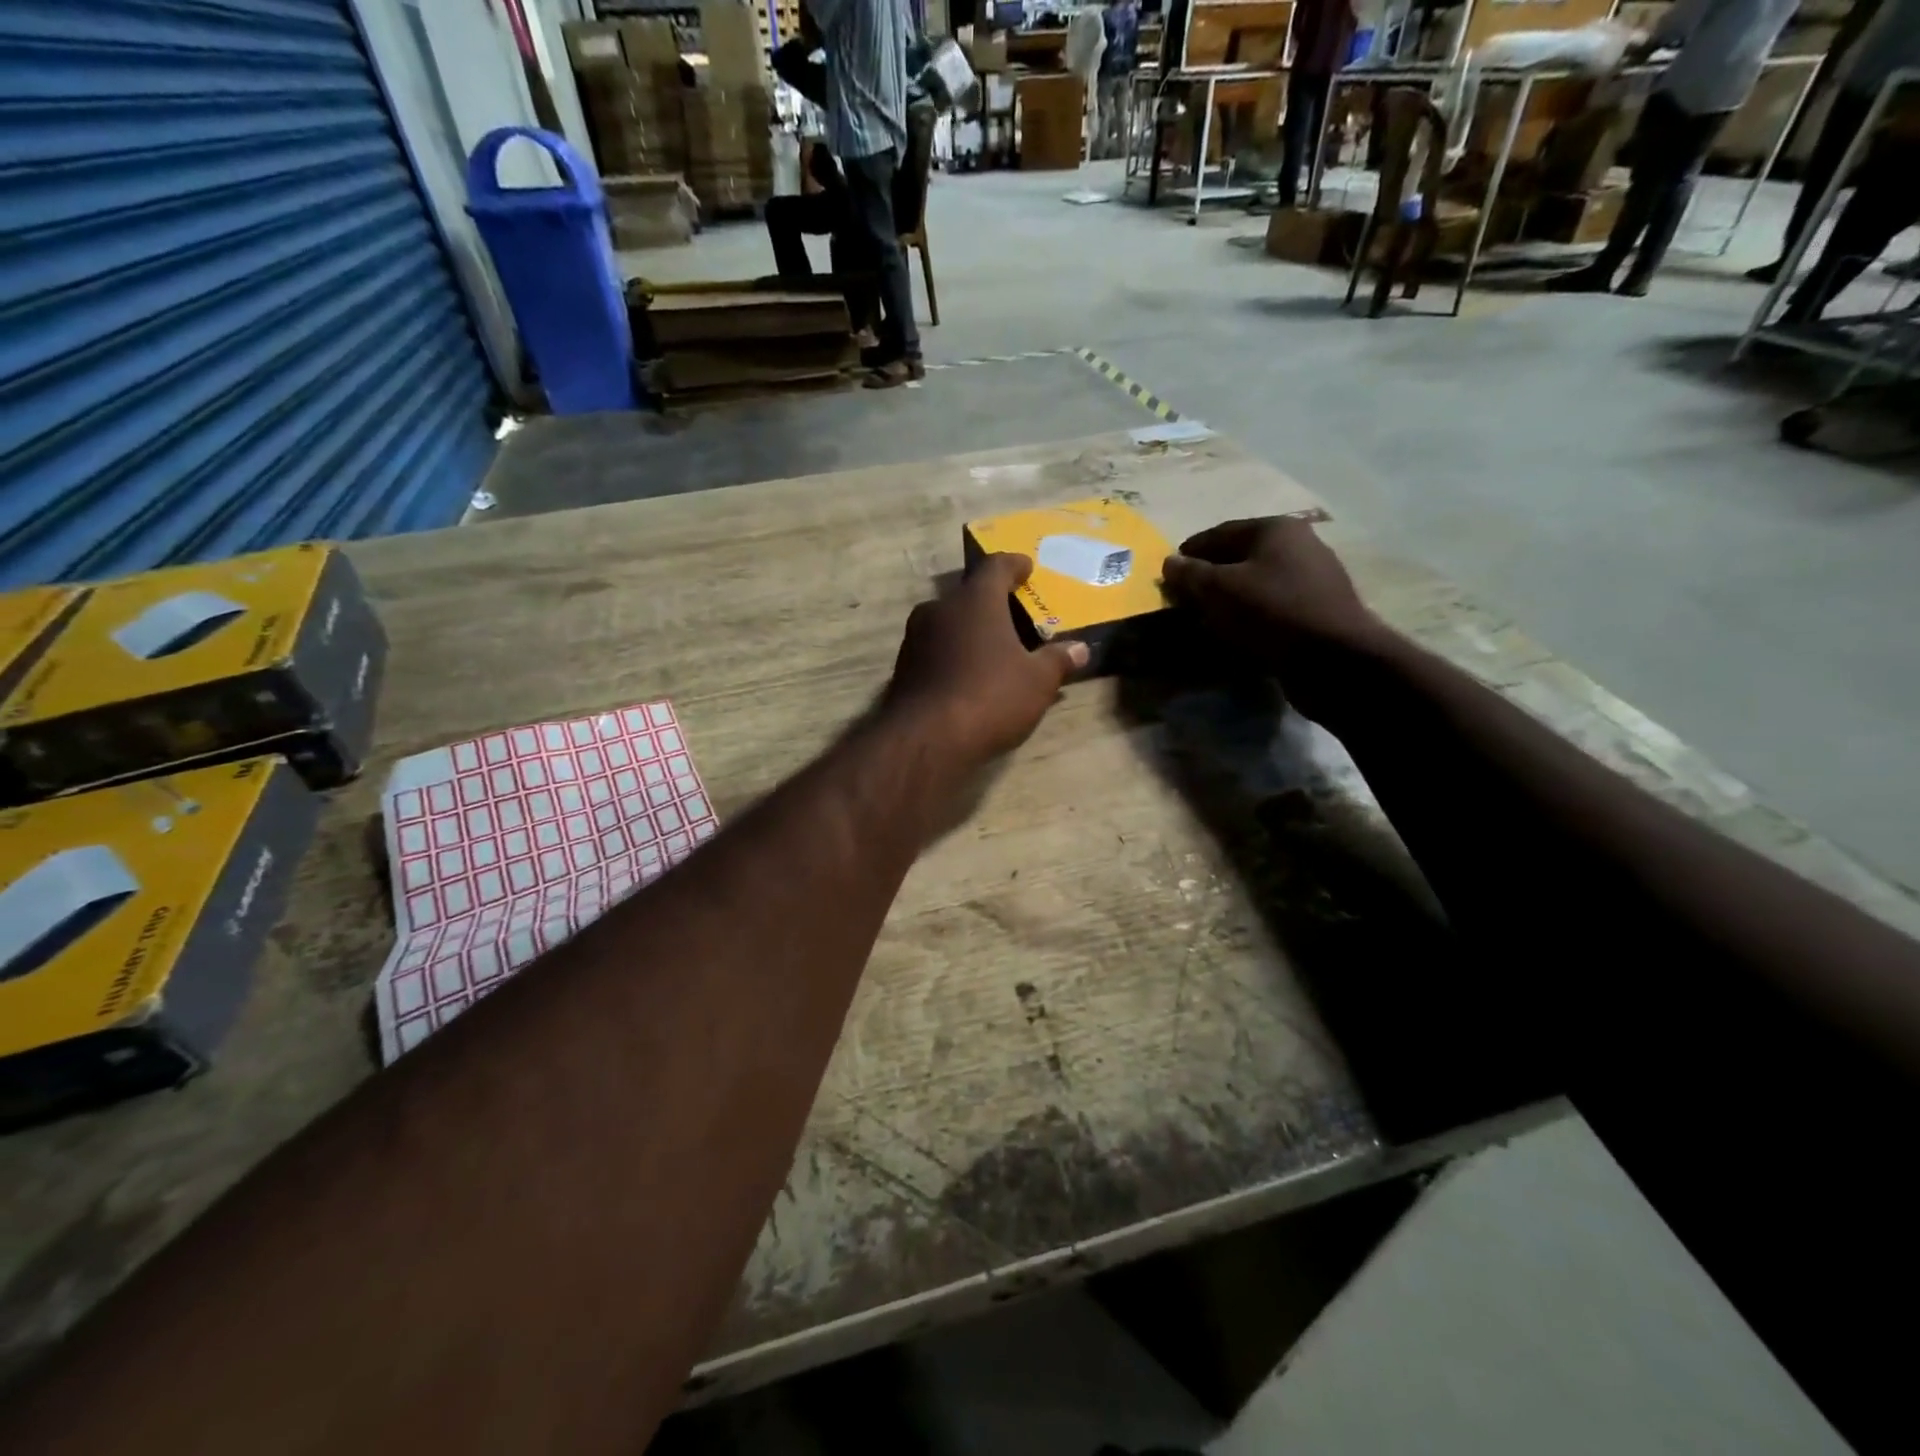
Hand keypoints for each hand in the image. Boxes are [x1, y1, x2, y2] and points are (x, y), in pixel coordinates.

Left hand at [884, 553, 1087, 769]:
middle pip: (968, 594)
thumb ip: (1058, 660)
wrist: (926, 739)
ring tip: (991, 647)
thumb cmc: (990, 697)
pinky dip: (952, 655)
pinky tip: (966, 675)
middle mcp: (940, 609)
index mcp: (975, 601)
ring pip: (947, 623)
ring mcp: (915, 638)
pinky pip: (934, 650)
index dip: (1013, 564)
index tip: (1026, 567)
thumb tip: (1081, 649)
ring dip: (968, 630)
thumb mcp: (1037, 682)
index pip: (995, 566)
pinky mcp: (902, 668)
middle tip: (1012, 613)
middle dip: (990, 602)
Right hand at [1161, 517, 1389, 715]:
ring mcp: (1312, 578)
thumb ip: (1190, 574)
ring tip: (1204, 619)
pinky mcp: (1317, 610)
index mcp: (1275, 529)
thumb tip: (1169, 562)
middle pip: (1240, 557)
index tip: (1168, 572)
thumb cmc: (1271, 612)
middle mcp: (1298, 545)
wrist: (1333, 658)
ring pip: (1257, 583)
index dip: (1190, 551)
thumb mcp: (1219, 590)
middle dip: (1210, 576)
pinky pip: (1272, 607)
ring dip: (1229, 599)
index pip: (1220, 532)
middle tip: (1183, 598)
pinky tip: (1235, 633)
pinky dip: (1250, 616)